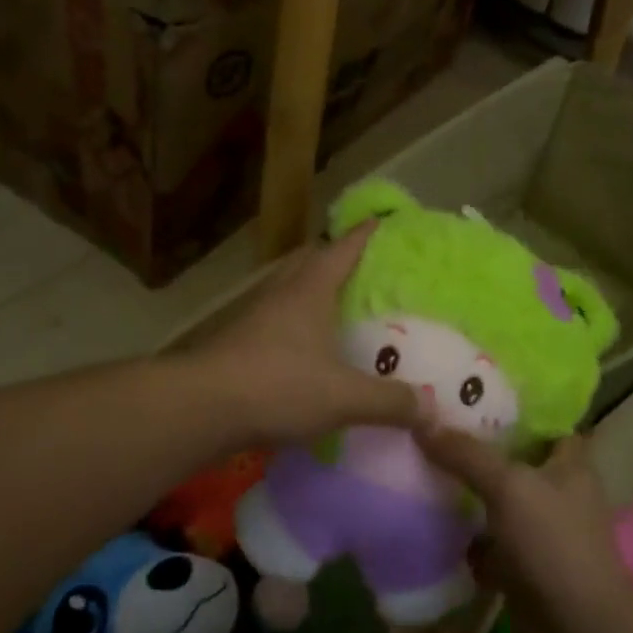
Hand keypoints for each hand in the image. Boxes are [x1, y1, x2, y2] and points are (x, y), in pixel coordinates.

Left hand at [191, 223, 422, 444]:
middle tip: (364, 271)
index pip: (343, 247)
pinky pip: (273, 320)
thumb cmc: (277, 386)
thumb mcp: (343, 397)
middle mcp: (280, 292)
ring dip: (310, 292)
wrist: (200, 407)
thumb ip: (389, 402)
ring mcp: (253, 315)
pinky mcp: (236, 341)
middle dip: (335, 258)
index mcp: (309, 289)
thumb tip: (432, 410)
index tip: (385, 222)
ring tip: (337, 309)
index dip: (366, 233)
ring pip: (287, 290)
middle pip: (309, 261)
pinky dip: (293, 324)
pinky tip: (305, 350)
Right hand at [417, 428, 632, 632]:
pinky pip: (484, 543)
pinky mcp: (519, 567)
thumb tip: (423, 424)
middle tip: (430, 430)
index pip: (546, 424)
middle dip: (476, 450)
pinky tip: (425, 521)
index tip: (471, 396)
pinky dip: (461, 539)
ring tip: (418, 467)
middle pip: (512, 462)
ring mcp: (537, 533)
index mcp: (568, 465)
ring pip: (494, 503)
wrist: (576, 632)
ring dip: (464, 495)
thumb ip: (467, 454)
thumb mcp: (509, 486)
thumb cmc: (553, 544)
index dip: (516, 409)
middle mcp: (555, 493)